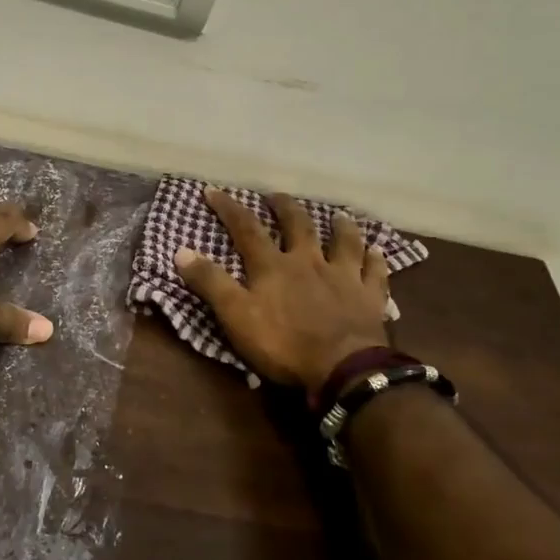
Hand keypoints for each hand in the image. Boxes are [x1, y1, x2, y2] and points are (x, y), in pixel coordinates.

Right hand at [175, 188, 389, 392]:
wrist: (343, 368)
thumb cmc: (283, 343)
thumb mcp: (235, 315)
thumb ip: (210, 283)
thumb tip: (180, 251)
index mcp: (273, 266)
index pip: (246, 229)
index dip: (228, 209)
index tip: (213, 191)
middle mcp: (309, 262)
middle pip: (298, 226)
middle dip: (284, 208)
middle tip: (276, 197)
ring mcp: (344, 277)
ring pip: (344, 242)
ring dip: (340, 226)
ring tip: (338, 215)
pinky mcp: (370, 297)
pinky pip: (375, 272)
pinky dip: (376, 259)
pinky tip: (378, 251)